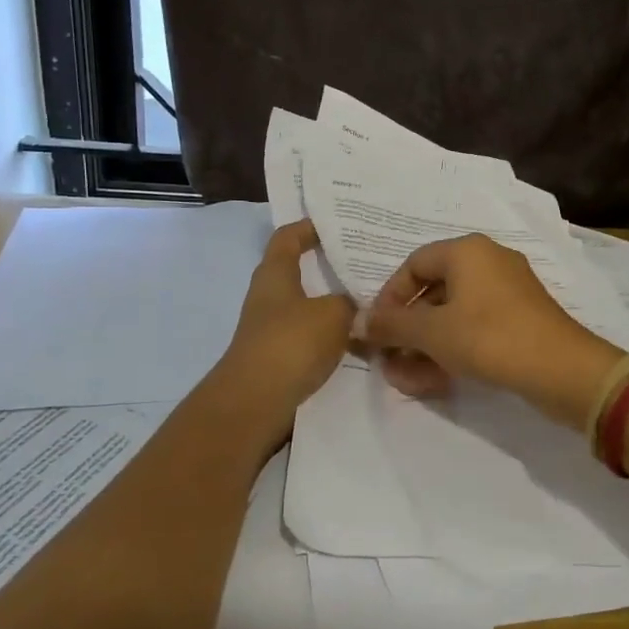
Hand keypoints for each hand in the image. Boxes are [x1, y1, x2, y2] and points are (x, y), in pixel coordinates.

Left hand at [211, 221, 355, 439]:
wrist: (256, 402)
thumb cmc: (291, 343)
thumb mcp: (333, 314)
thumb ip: (349, 302)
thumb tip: (355, 305)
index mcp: (275, 274)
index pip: (288, 237)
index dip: (308, 227)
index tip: (335, 225)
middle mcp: (269, 297)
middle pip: (299, 272)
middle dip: (330, 268)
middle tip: (365, 265)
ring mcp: (271, 329)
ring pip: (309, 307)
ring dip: (335, 306)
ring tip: (371, 303)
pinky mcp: (279, 358)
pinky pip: (311, 337)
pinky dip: (332, 336)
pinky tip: (360, 342)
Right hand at [363, 234, 624, 429]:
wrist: (562, 369)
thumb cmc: (489, 338)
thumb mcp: (432, 332)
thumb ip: (391, 325)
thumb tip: (357, 321)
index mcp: (467, 251)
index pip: (413, 264)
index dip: (389, 297)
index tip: (378, 330)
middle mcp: (489, 261)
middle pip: (433, 290)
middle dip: (407, 328)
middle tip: (390, 358)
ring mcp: (509, 290)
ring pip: (454, 314)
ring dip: (427, 344)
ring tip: (407, 377)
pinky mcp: (522, 318)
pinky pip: (476, 327)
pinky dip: (453, 348)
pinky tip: (436, 379)